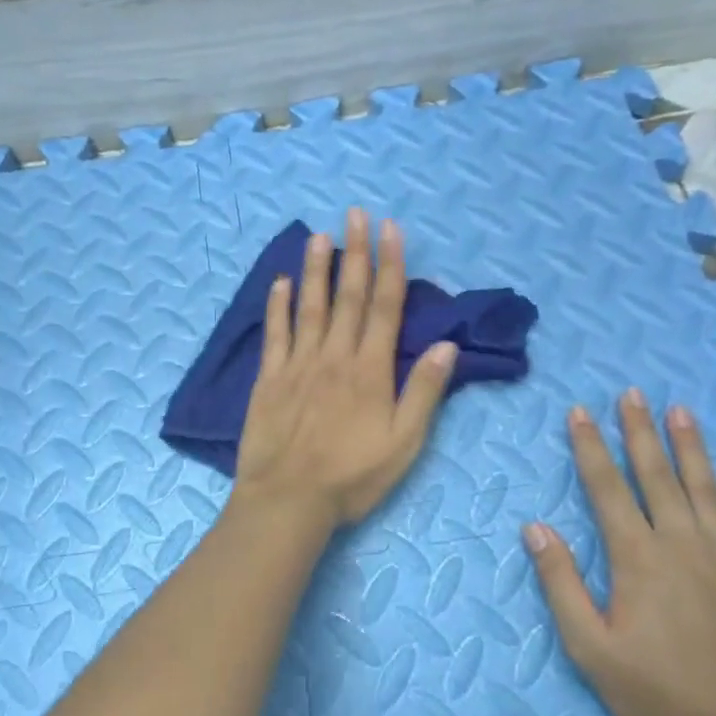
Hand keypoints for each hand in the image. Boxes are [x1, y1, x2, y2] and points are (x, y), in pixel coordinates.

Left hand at [233, 209, 457, 529]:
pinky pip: (274, 333)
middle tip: (355, 214)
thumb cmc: (352, 477)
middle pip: (347, 297)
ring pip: (310, 306)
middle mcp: (334, 357)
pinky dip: (277, 306)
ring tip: (320, 235)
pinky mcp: (269, 379)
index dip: (389, 265)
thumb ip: (423, 392)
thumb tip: (446, 345)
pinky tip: (280, 282)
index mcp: (370, 370)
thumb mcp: (404, 443)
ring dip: (316, 269)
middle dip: (355, 253)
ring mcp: (297, 364)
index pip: (384, 306)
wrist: (289, 500)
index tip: (390, 230)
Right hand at [522, 390, 715, 715]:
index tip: (580, 412)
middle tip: (632, 394)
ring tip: (681, 411)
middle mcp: (683, 544)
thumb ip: (561, 583)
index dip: (590, 447)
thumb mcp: (590, 646)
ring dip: (692, 448)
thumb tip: (535, 528)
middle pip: (657, 476)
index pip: (607, 488)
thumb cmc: (656, 694)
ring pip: (708, 489)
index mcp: (638, 558)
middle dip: (640, 432)